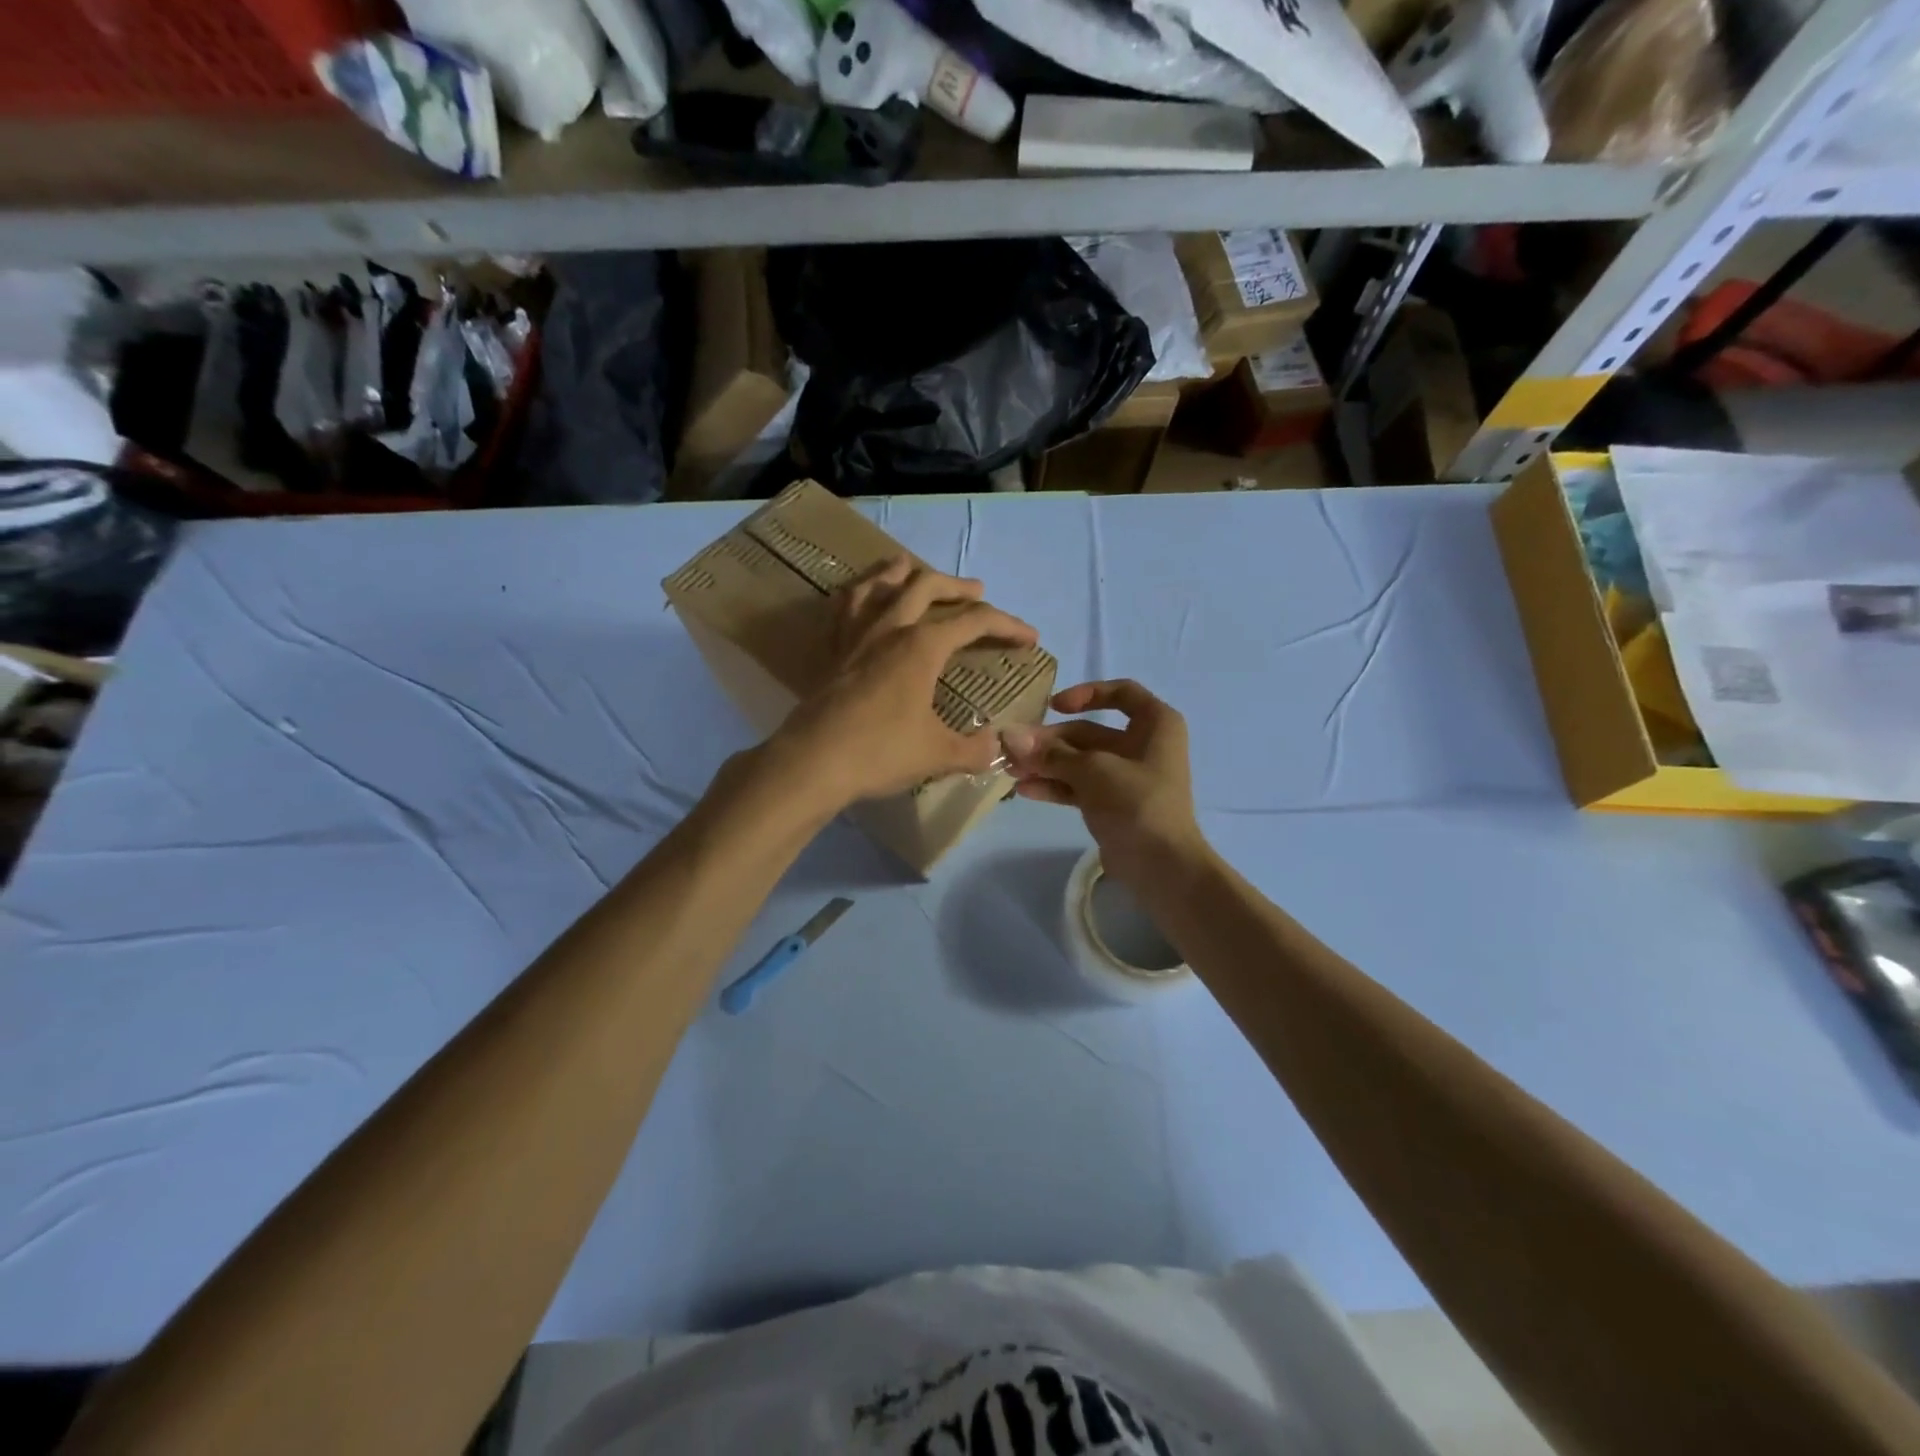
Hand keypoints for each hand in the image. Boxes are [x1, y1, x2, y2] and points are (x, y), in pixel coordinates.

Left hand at [772, 557, 1037, 807]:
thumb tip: (998, 747)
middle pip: (927, 586)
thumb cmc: (881, 752)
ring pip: (878, 584)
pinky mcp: (831, 651)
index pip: (975, 622)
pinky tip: (859, 595)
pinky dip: (856, 594)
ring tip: (911, 567)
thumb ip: (975, 749)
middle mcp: (890, 628)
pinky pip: (842, 608)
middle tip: (976, 591)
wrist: (813, 762)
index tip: (1030, 638)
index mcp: (922, 646)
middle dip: (958, 586)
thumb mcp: (939, 754)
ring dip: (901, 571)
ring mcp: (856, 636)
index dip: (1008, 625)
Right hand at [1002, 680, 1209, 889]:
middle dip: (1050, 741)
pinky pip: (1079, 786)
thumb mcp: (1093, 771)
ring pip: (1080, 761)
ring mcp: (1127, 776)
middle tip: (1013, 750)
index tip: (1053, 706)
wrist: (1162, 866)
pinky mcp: (1112, 804)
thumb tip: (1010, 736)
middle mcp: (1143, 745)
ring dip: (1046, 764)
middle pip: (1090, 731)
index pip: (1122, 693)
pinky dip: (1055, 786)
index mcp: (1156, 724)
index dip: (1086, 694)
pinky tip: (1025, 790)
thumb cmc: (1137, 803)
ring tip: (1011, 771)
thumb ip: (1051, 753)